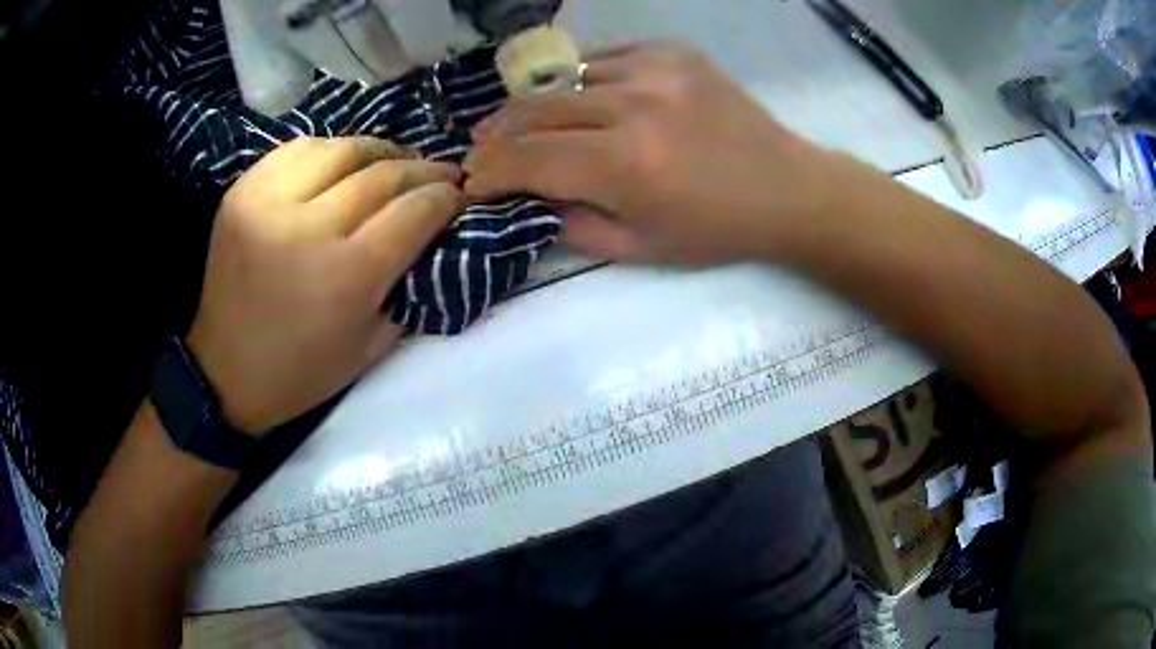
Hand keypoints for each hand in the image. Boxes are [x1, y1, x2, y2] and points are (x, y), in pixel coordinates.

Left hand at [187, 137, 464, 434]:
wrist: (224, 371)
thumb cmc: (302, 372)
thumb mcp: (372, 346)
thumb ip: (408, 286)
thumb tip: (434, 235)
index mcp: (348, 276)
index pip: (415, 212)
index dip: (446, 198)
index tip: (460, 195)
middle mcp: (310, 228)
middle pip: (384, 174)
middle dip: (423, 170)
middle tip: (441, 173)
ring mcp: (270, 202)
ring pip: (342, 149)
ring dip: (380, 150)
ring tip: (396, 160)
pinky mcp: (243, 191)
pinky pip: (298, 149)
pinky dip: (330, 149)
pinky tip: (344, 162)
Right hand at [464, 42, 851, 264]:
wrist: (786, 187)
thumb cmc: (716, 229)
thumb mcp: (639, 248)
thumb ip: (570, 224)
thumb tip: (524, 199)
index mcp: (627, 166)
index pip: (528, 159)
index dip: (489, 172)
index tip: (472, 182)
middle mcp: (634, 106)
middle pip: (534, 110)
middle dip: (496, 135)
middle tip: (480, 149)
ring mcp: (656, 69)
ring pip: (565, 79)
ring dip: (535, 105)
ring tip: (522, 124)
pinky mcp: (672, 52)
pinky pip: (603, 58)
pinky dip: (580, 80)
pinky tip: (577, 97)